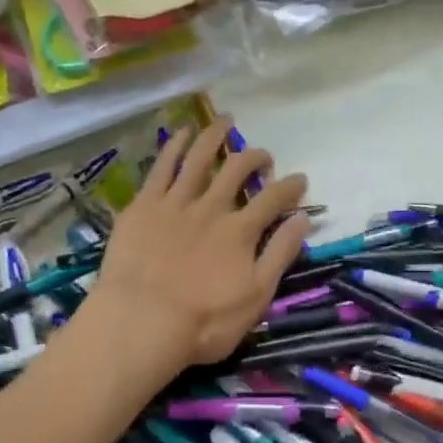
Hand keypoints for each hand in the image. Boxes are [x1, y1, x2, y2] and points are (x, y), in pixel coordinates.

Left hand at [85, 116, 311, 377]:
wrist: (139, 322)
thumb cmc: (203, 321)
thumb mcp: (256, 296)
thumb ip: (280, 254)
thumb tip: (303, 217)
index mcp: (241, 231)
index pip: (275, 198)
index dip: (291, 186)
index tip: (300, 180)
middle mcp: (212, 207)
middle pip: (238, 169)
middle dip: (256, 157)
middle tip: (264, 156)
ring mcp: (175, 202)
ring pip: (199, 158)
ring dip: (215, 136)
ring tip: (225, 120)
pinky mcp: (144, 205)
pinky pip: (161, 167)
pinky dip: (174, 146)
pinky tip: (181, 132)